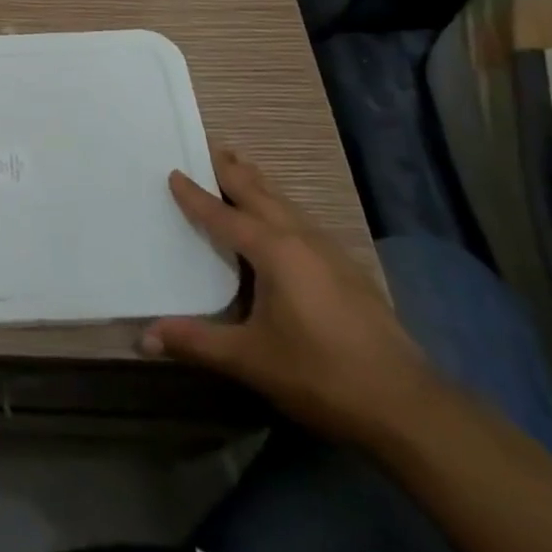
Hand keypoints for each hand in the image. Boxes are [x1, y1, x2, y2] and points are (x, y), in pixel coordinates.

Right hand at [142, 146, 436, 447]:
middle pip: (260, 193)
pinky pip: (303, 221)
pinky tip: (283, 220)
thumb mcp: (251, 359)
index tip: (174, 172)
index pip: (224, 215)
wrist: (406, 405)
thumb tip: (144, 336)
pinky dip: (281, 206)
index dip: (196, 195)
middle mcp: (301, 239)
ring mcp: (330, 252)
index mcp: (274, 251)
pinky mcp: (348, 270)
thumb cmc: (320, 374)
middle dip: (232, 170)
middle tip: (209, 146)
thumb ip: (197, 342)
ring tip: (241, 168)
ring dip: (259, 184)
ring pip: (286, 204)